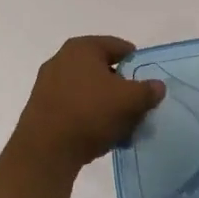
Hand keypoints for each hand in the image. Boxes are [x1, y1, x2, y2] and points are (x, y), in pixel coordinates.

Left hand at [11, 35, 165, 176]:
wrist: (45, 151)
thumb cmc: (90, 113)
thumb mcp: (130, 101)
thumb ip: (148, 90)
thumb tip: (157, 86)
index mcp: (82, 47)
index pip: (118, 46)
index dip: (136, 62)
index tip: (147, 83)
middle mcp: (62, 59)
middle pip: (103, 69)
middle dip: (121, 87)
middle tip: (137, 106)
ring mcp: (48, 83)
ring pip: (88, 90)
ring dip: (106, 105)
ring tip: (121, 126)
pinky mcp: (42, 108)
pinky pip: (74, 106)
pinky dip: (89, 116)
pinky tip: (101, 136)